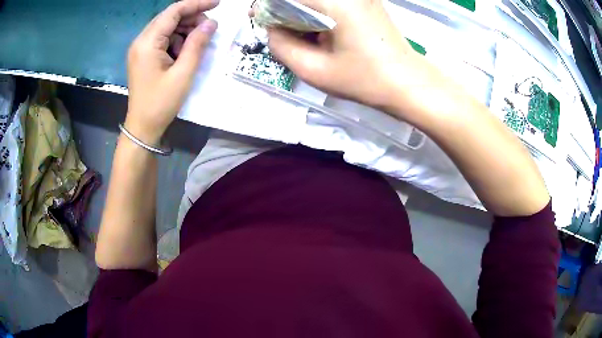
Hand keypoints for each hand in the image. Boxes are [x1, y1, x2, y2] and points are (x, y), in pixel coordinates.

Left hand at [125, 0, 218, 144]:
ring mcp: (141, 48)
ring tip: (198, 43)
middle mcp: (141, 40)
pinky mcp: (143, 56)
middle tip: (210, 28)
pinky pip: (163, 39)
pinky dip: (177, 40)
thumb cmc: (161, 103)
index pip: (173, 11)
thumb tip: (211, 23)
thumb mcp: (184, 73)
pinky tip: (185, 52)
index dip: (196, 4)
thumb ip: (197, 43)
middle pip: (169, 17)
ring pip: (167, 27)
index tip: (217, 4)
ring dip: (185, 30)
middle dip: (191, 18)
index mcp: (147, 42)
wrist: (143, 127)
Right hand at [266, 0, 429, 115]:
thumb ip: (281, 46)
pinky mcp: (367, 0)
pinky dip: (318, 10)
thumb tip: (272, 29)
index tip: (261, 20)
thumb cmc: (364, 80)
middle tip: (279, 29)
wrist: (408, 83)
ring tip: (298, 32)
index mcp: (334, 2)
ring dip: (301, 10)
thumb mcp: (314, 70)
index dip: (268, 6)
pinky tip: (319, 29)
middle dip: (284, 8)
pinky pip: (332, 2)